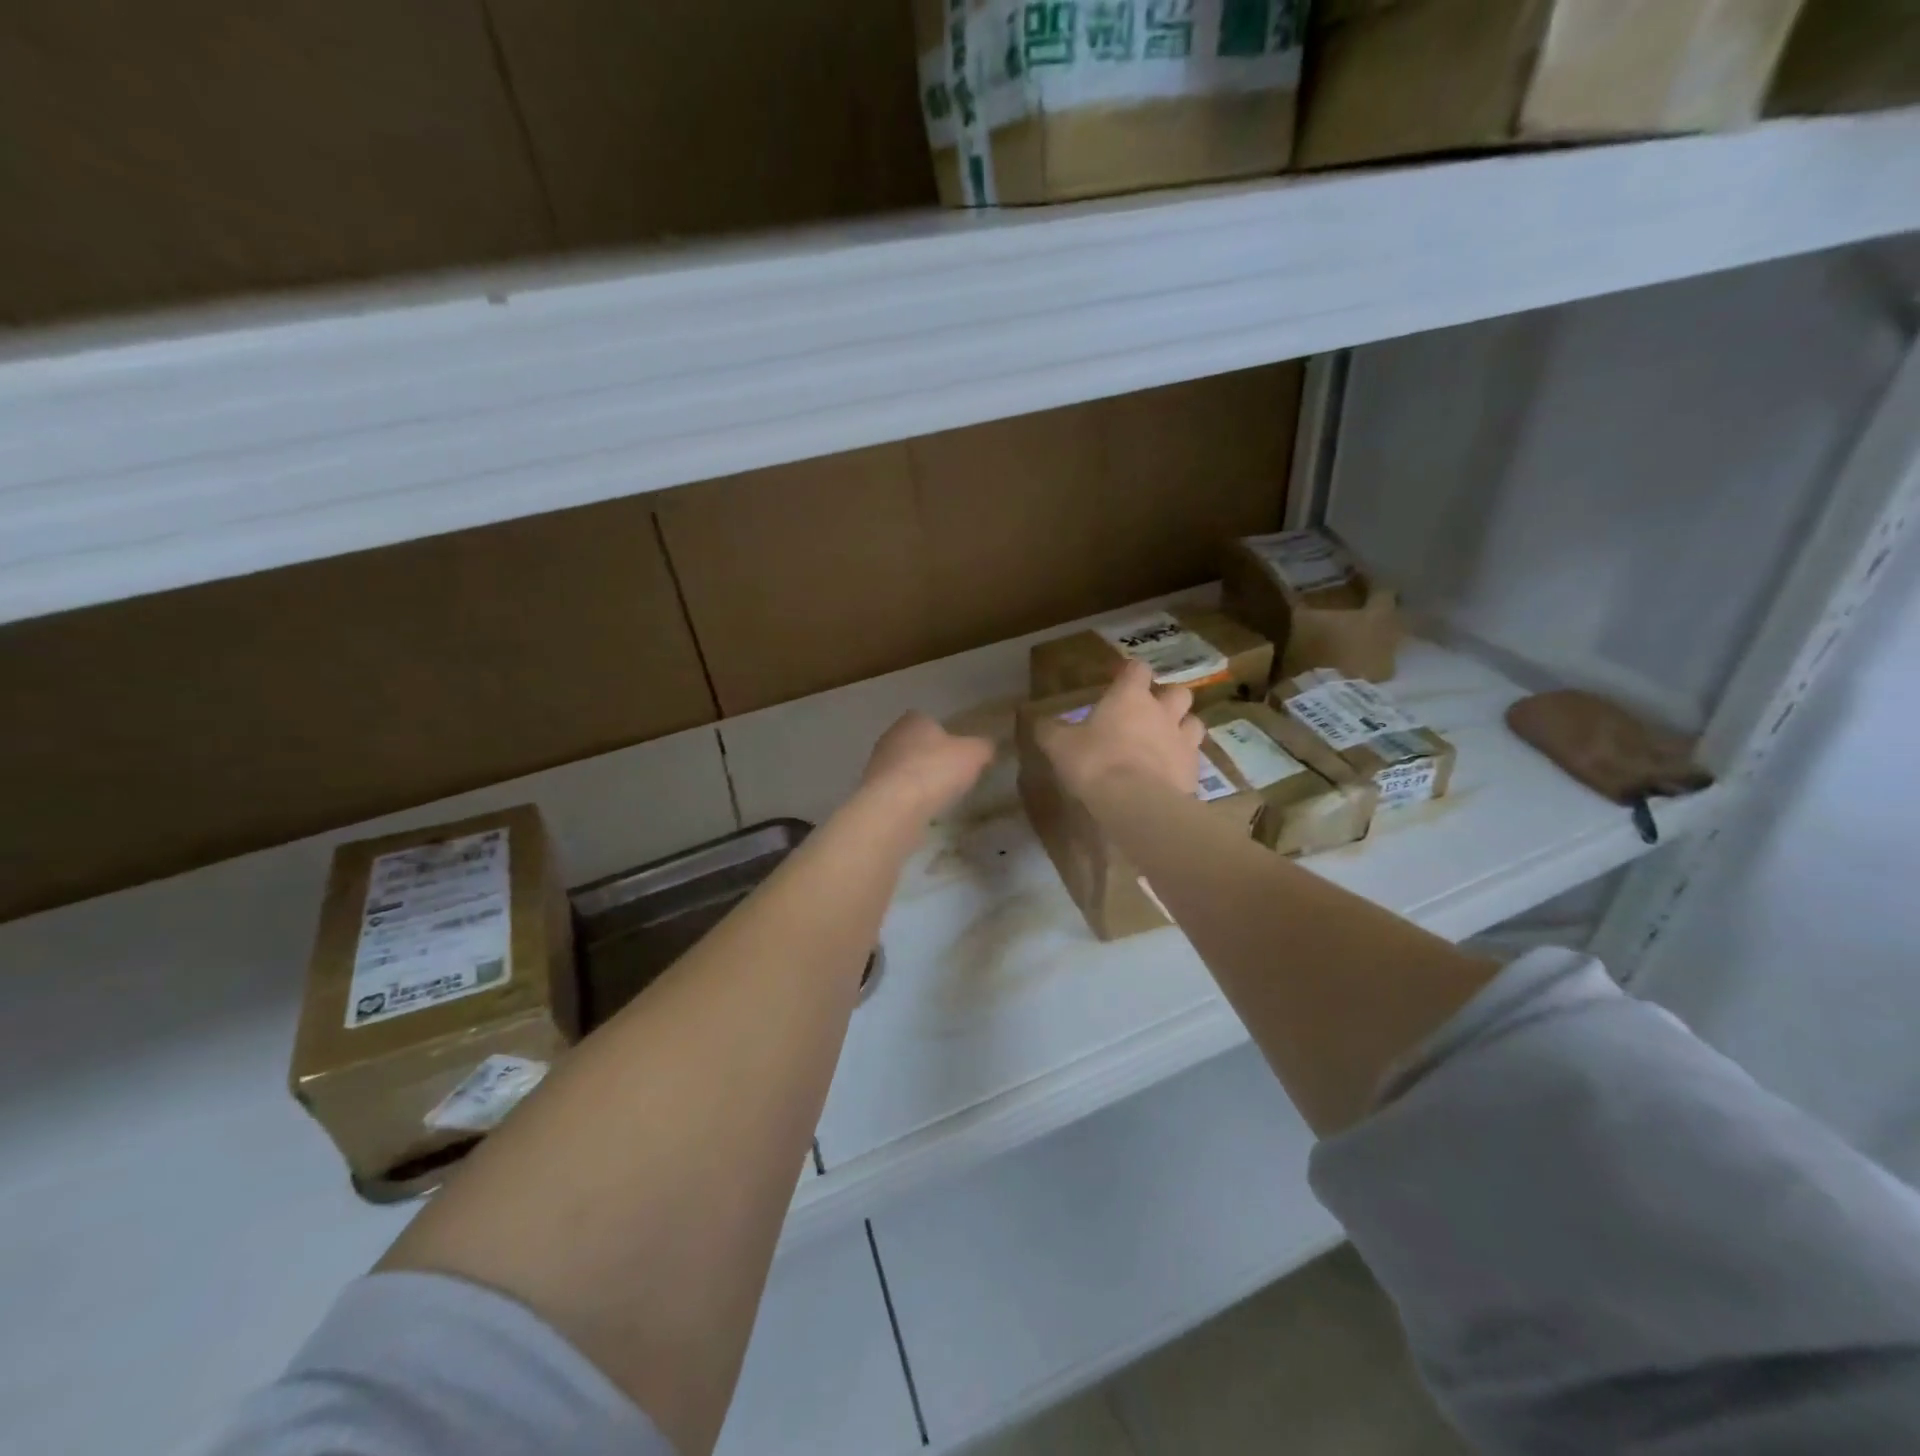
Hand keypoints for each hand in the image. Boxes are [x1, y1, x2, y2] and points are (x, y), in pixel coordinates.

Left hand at [861, 712, 994, 821]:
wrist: (894, 808)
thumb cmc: (935, 770)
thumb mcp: (974, 754)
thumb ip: (984, 747)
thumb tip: (987, 747)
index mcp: (913, 720)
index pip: (929, 720)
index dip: (945, 736)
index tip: (959, 753)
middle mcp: (890, 737)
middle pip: (915, 745)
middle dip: (931, 758)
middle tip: (952, 776)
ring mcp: (877, 766)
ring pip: (904, 769)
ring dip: (918, 780)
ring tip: (939, 798)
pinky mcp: (872, 793)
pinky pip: (896, 793)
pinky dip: (909, 800)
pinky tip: (922, 812)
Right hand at [1034, 660, 1205, 799]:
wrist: (1137, 803)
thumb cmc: (1095, 763)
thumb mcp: (1059, 746)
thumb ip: (1050, 730)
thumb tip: (1039, 721)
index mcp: (1130, 697)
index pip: (1137, 669)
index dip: (1129, 672)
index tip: (1118, 680)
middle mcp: (1162, 711)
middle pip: (1177, 691)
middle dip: (1166, 698)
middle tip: (1149, 712)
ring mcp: (1183, 740)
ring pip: (1193, 722)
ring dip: (1182, 726)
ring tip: (1166, 740)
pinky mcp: (1194, 770)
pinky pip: (1194, 757)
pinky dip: (1183, 760)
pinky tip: (1170, 772)